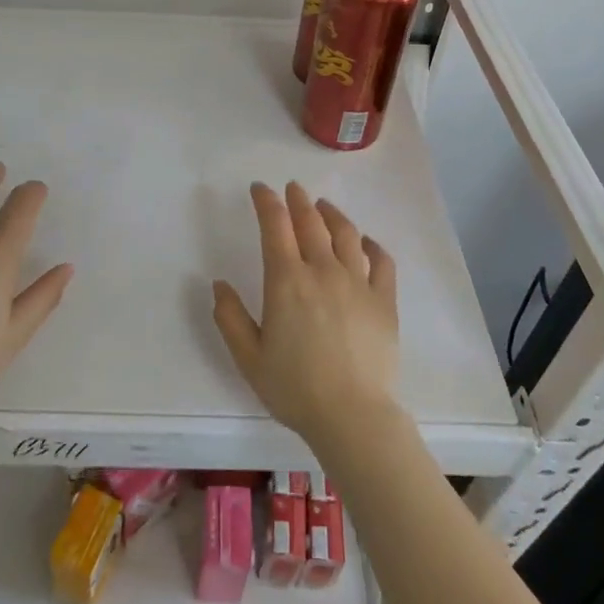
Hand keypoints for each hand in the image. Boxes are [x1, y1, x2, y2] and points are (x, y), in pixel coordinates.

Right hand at [212, 181, 401, 451]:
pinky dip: (371, 245)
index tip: (260, 189)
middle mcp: (323, 271)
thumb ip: (230, 317)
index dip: (266, 202)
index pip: (275, 226)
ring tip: (323, 207)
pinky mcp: (384, 301)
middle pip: (311, 222)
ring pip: (346, 234)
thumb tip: (219, 284)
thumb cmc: (294, 388)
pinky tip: (365, 242)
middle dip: (298, 200)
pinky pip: (381, 261)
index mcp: (286, 281)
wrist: (352, 416)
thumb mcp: (248, 357)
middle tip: (292, 188)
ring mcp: (358, 283)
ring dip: (332, 214)